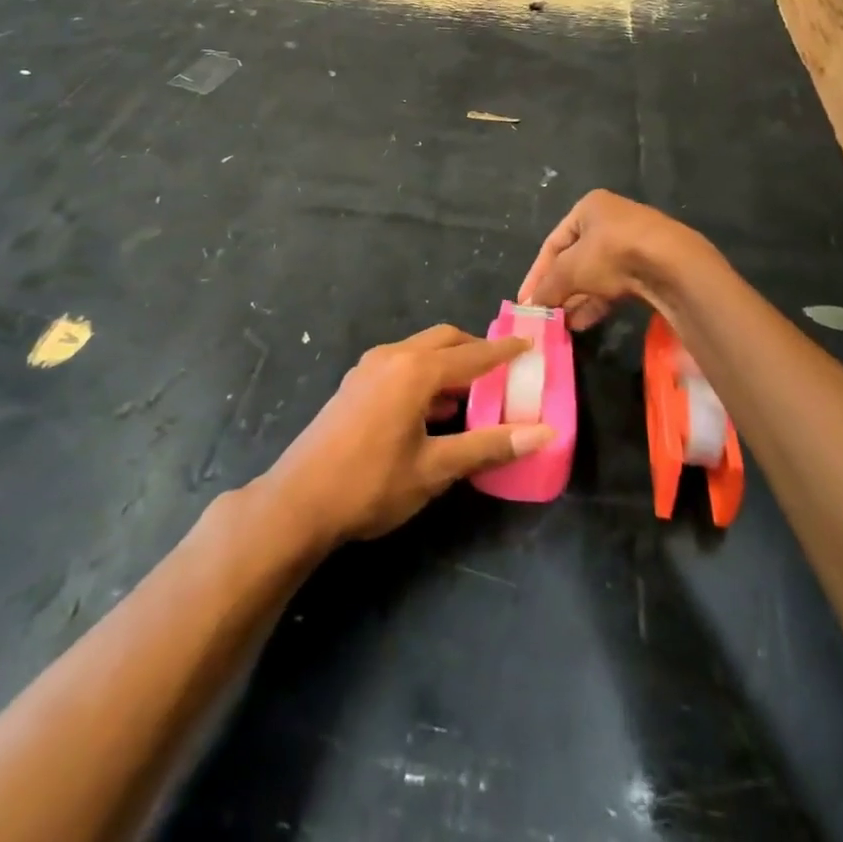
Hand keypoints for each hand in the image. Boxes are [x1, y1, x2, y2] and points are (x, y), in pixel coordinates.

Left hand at [260, 325, 555, 544]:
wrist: (299, 501)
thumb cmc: (371, 484)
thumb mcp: (436, 469)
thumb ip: (489, 446)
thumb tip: (543, 433)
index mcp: (415, 370)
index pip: (472, 355)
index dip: (504, 352)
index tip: (530, 345)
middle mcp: (392, 357)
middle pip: (445, 341)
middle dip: (476, 351)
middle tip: (504, 371)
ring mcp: (369, 368)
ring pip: (421, 351)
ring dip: (450, 364)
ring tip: (476, 392)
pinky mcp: (355, 384)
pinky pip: (402, 365)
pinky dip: (426, 375)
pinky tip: (435, 408)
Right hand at [520, 190, 696, 330]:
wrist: (673, 264)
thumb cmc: (612, 253)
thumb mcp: (571, 269)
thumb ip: (548, 286)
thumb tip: (531, 305)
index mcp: (589, 208)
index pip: (553, 243)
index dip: (537, 274)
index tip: (526, 301)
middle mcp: (610, 220)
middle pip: (574, 260)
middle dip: (559, 289)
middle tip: (546, 315)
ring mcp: (632, 243)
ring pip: (595, 275)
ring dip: (577, 299)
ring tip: (562, 325)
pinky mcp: (649, 267)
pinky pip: (614, 285)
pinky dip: (597, 302)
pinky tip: (583, 323)